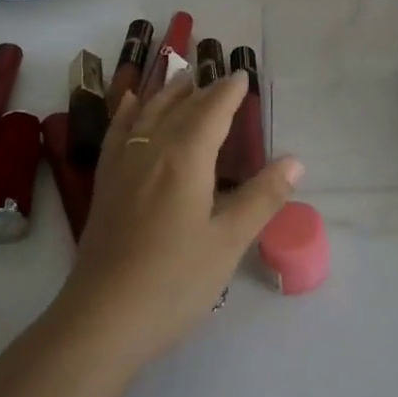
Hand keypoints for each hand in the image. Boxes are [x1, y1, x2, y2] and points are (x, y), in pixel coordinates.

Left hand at [49, 72, 301, 369]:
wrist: (102, 320)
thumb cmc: (174, 282)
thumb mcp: (229, 242)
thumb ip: (261, 198)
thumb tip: (295, 161)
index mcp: (185, 159)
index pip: (211, 112)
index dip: (229, 92)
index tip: (244, 76)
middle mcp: (151, 152)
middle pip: (180, 108)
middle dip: (203, 90)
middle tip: (221, 77)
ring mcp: (123, 168)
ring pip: (147, 115)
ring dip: (167, 93)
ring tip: (182, 78)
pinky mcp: (106, 187)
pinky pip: (117, 134)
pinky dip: (128, 113)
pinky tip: (131, 105)